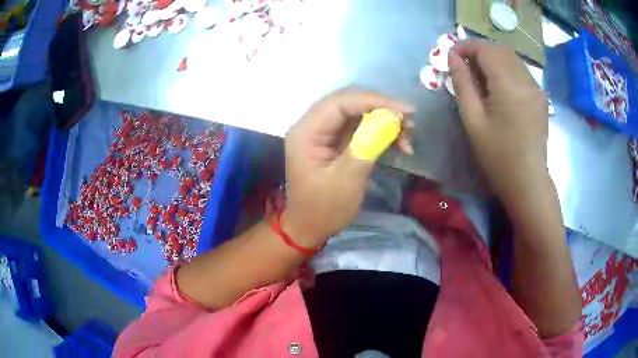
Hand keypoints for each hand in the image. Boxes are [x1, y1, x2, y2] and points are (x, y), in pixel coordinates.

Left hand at [284, 88, 413, 247]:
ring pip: (357, 112)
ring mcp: (323, 132)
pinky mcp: (334, 140)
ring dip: (384, 120)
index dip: (375, 101)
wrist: (310, 228)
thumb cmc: (324, 209)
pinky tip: (399, 143)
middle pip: (349, 102)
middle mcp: (312, 125)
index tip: (405, 111)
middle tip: (409, 121)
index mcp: (306, 131)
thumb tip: (391, 117)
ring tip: (408, 135)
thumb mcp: (347, 178)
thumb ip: (367, 143)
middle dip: (382, 108)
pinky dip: (380, 131)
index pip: (341, 102)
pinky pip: (359, 126)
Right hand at [449, 40, 549, 206]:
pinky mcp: (540, 97)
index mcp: (509, 85)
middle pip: (500, 50)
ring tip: (480, 78)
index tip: (451, 56)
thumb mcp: (473, 120)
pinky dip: (506, 70)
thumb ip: (462, 83)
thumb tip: (452, 57)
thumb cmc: (497, 155)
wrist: (527, 181)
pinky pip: (521, 72)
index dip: (466, 47)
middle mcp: (526, 80)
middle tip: (465, 67)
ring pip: (512, 59)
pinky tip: (499, 88)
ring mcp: (536, 89)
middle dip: (479, 51)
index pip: (486, 50)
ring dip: (493, 60)